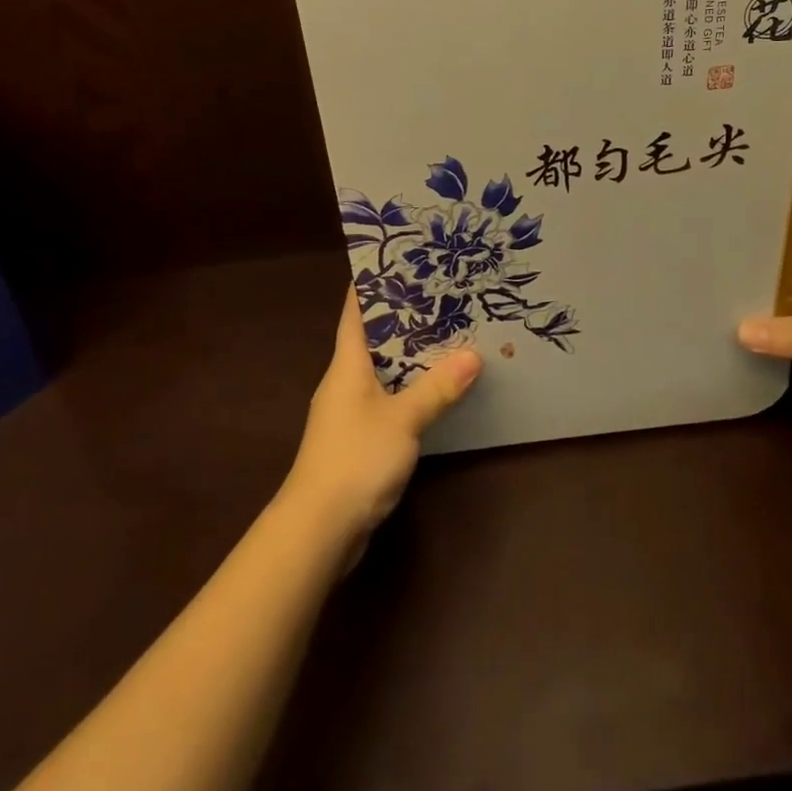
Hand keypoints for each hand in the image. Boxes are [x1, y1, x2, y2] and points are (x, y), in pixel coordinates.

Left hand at [283, 287, 481, 546]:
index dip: (372, 283)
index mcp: (346, 363)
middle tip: (442, 293)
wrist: (317, 530)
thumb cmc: (354, 459)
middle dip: (403, 316)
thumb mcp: (402, 419)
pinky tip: (435, 389)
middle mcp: (344, 380)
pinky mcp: (358, 439)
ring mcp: (349, 411)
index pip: (355, 310)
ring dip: (410, 355)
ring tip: (448, 334)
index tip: (400, 259)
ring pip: (382, 369)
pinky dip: (409, 388)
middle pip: (372, 337)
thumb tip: (474, 355)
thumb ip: (437, 388)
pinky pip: (387, 399)